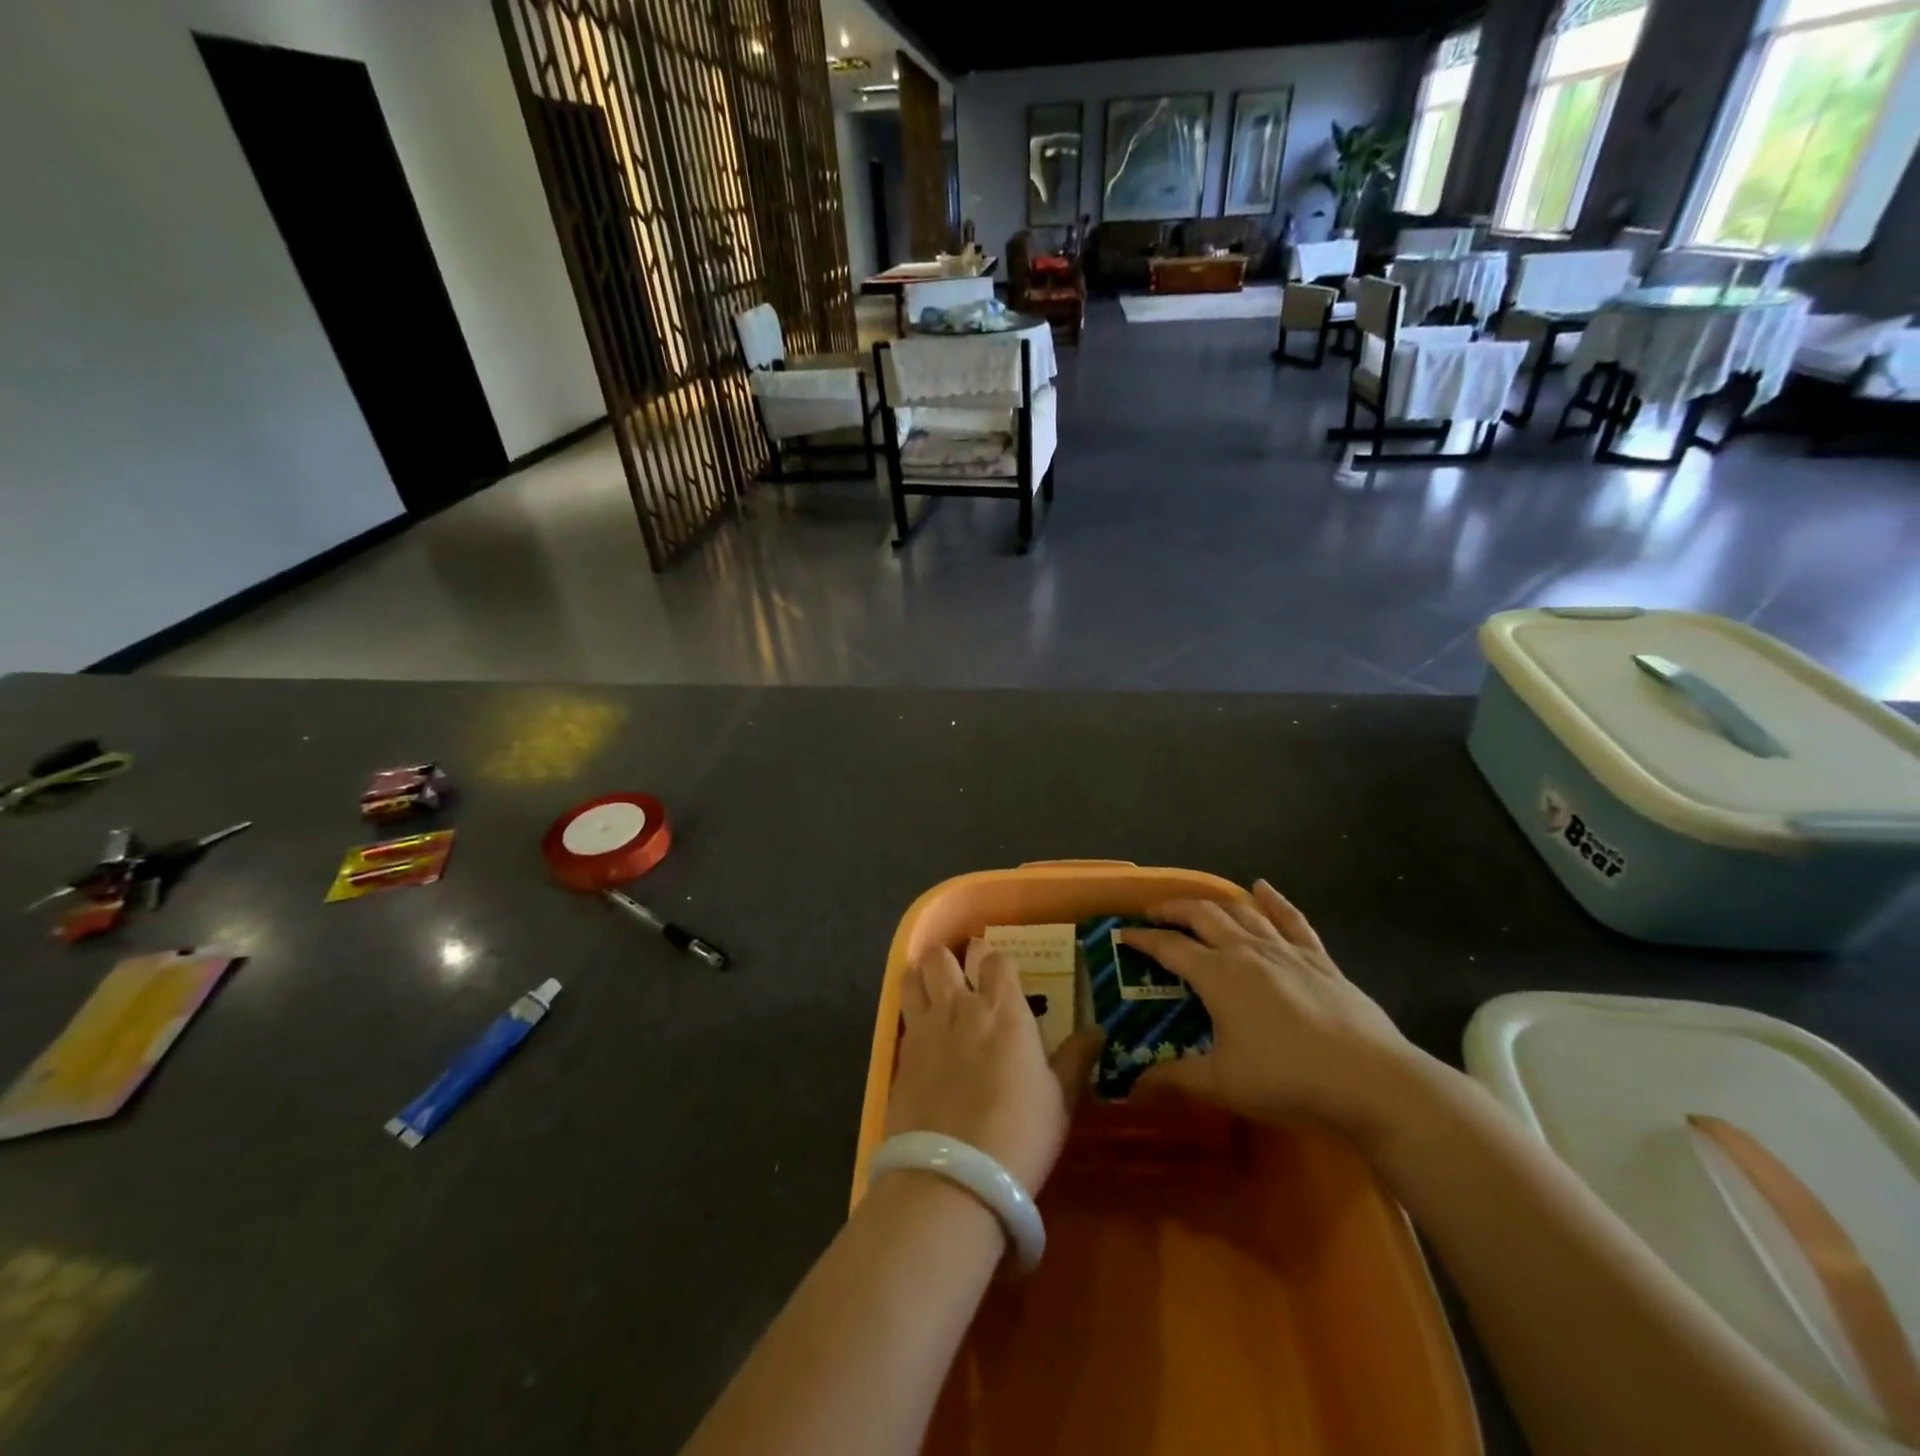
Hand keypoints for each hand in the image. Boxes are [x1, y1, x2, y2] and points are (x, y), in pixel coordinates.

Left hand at [887, 941, 1103, 1195]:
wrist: (954, 1175)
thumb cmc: (1020, 1132)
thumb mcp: (1059, 1099)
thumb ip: (1075, 1059)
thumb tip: (1097, 1030)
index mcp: (1002, 1010)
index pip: (998, 960)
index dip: (1000, 965)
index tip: (1005, 979)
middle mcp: (959, 1007)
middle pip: (942, 958)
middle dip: (950, 960)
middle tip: (961, 978)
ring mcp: (924, 1028)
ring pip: (913, 978)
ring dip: (922, 978)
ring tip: (932, 992)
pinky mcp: (900, 1055)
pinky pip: (903, 1018)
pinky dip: (911, 1017)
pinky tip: (921, 1038)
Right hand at [1121, 881, 1425, 1142]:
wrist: (1371, 1081)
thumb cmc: (1288, 1079)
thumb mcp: (1223, 1084)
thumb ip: (1175, 1080)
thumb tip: (1134, 1088)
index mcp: (1218, 975)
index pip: (1169, 947)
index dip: (1142, 939)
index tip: (1122, 935)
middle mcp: (1247, 951)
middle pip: (1202, 915)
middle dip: (1173, 909)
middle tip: (1154, 913)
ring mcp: (1286, 950)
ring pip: (1241, 911)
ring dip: (1213, 903)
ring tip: (1197, 905)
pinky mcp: (1319, 959)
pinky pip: (1291, 920)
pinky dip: (1273, 901)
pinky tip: (1263, 888)